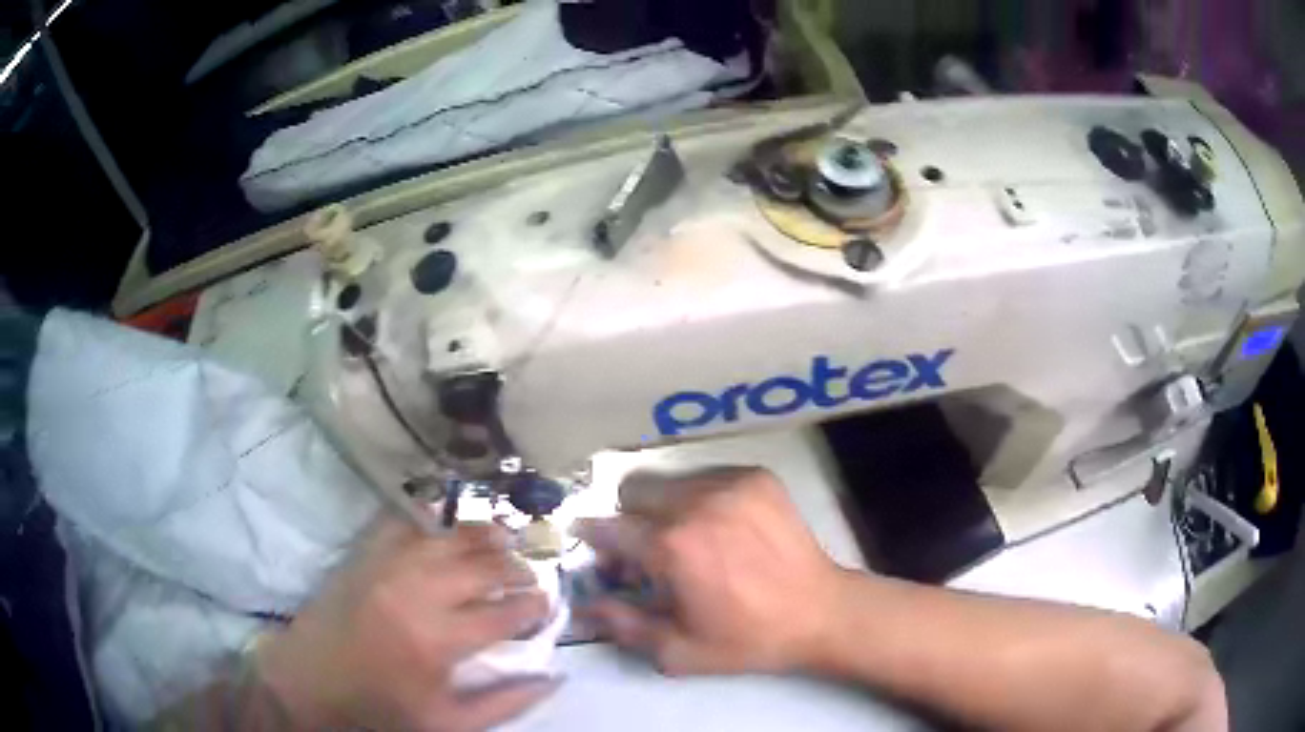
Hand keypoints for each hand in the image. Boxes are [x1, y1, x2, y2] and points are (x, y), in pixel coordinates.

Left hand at [256, 519, 557, 730]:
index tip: (547, 605)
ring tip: (505, 538)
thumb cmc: (380, 707)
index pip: (505, 614)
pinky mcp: (364, 554)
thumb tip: (553, 677)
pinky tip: (448, 524)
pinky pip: (405, 523)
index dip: (534, 606)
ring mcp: (387, 566)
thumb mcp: (449, 723)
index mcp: (438, 641)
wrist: (309, 681)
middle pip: (483, 567)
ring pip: (450, 537)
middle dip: (516, 569)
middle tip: (530, 575)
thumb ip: (507, 703)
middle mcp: (416, 593)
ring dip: (484, 535)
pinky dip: (432, 520)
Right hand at [575, 467, 849, 675]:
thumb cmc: (748, 639)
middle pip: (633, 491)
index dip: (594, 538)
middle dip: (630, 520)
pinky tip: (722, 530)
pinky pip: (706, 476)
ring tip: (690, 542)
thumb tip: (585, 604)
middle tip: (648, 552)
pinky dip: (701, 499)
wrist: (821, 612)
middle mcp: (696, 503)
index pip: (608, 527)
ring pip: (670, 481)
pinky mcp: (757, 477)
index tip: (595, 547)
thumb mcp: (679, 651)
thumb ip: (623, 626)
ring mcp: (730, 484)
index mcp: (672, 547)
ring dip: (666, 509)